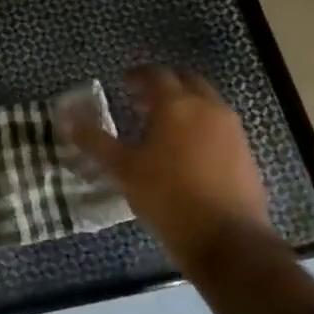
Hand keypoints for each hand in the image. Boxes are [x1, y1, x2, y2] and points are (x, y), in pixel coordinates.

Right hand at [64, 67, 270, 259]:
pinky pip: (219, 125)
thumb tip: (67, 120)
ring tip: (163, 126)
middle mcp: (208, 107)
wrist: (228, 239)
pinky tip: (187, 151)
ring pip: (206, 102)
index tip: (123, 83)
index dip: (137, 75)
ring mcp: (232, 129)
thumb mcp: (123, 170)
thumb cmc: (167, 198)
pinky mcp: (245, 152)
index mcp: (176, 105)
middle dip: (164, 85)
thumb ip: (95, 141)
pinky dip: (201, 125)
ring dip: (185, 104)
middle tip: (143, 100)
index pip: (155, 74)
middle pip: (186, 81)